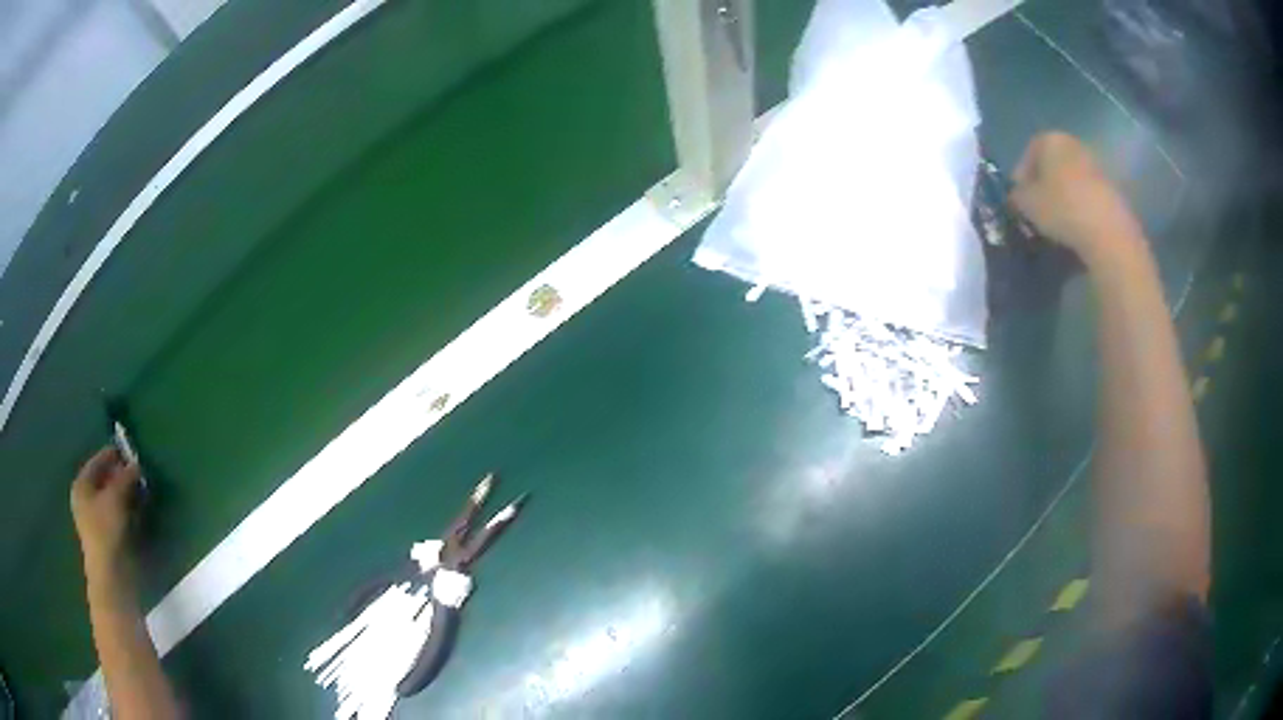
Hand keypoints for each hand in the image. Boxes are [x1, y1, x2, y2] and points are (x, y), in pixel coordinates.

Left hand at [71, 446, 141, 579]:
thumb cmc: (106, 530)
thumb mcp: (116, 497)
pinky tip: (137, 512)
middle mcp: (84, 498)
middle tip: (137, 474)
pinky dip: (126, 510)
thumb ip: (126, 477)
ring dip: (125, 494)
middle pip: (104, 480)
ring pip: (111, 499)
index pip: (97, 461)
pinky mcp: (106, 537)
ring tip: (140, 492)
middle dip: (120, 476)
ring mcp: (94, 520)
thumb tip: (136, 464)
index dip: (113, 456)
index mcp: (81, 484)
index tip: (130, 453)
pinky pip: (116, 515)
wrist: (110, 576)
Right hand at [1009, 132, 1143, 263]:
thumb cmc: (1062, 209)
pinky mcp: (1112, 188)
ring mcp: (1096, 165)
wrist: (1109, 233)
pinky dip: (1081, 206)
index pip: (1028, 153)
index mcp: (1051, 139)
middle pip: (1053, 163)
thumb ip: (1016, 196)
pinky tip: (1078, 226)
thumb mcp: (1027, 205)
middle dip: (1044, 184)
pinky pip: (1088, 194)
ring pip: (1072, 179)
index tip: (1019, 200)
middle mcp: (1074, 144)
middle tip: (1038, 210)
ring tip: (1058, 221)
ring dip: (1064, 196)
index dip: (1021, 177)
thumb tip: (1016, 196)